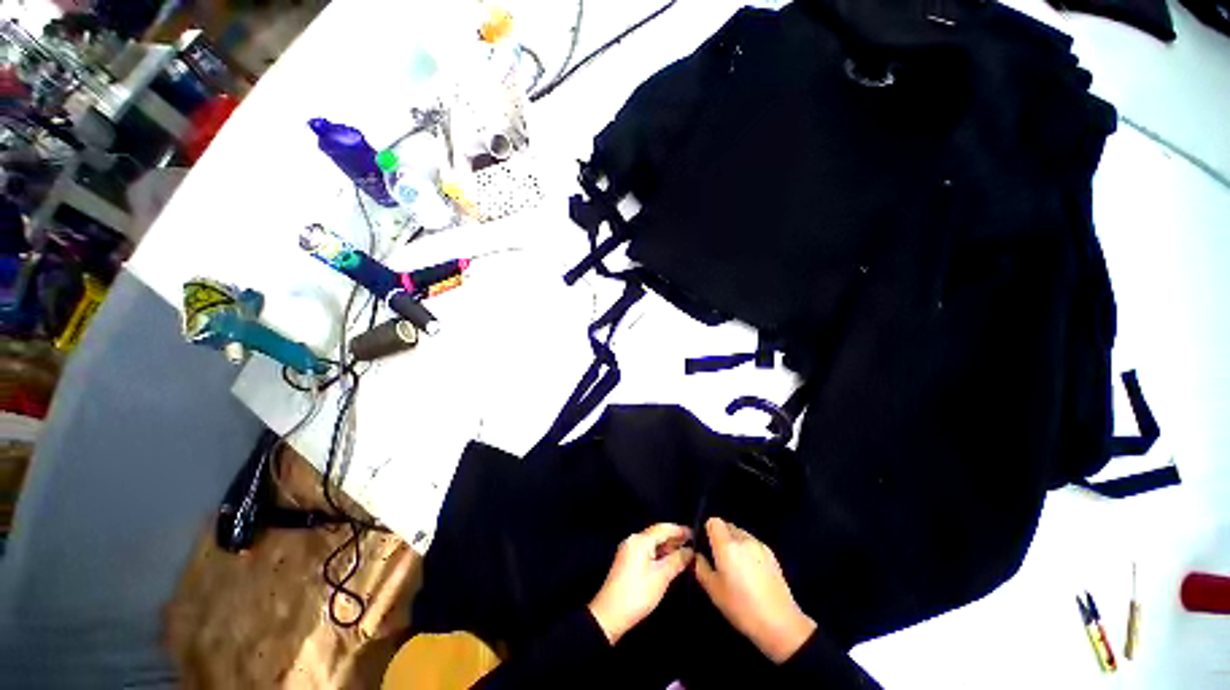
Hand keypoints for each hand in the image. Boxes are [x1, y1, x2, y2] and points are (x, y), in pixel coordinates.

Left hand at [588, 523, 694, 644]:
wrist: (609, 615)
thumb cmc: (637, 593)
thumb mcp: (661, 577)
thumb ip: (676, 560)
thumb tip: (690, 550)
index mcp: (640, 540)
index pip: (662, 528)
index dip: (679, 530)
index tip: (695, 533)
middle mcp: (633, 540)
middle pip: (657, 534)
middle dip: (674, 537)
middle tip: (693, 542)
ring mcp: (629, 551)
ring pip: (652, 543)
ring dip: (667, 546)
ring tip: (685, 551)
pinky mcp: (628, 562)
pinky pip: (647, 551)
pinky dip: (659, 553)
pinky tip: (669, 560)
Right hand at [694, 517, 816, 663]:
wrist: (781, 624)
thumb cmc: (742, 608)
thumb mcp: (714, 591)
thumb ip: (700, 568)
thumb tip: (696, 555)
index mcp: (727, 545)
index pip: (713, 521)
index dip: (707, 531)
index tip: (706, 547)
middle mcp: (743, 539)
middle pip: (727, 525)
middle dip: (720, 537)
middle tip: (719, 559)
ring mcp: (759, 545)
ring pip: (740, 533)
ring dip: (734, 543)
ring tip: (735, 566)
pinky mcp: (772, 553)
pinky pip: (752, 543)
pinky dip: (747, 550)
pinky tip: (750, 571)